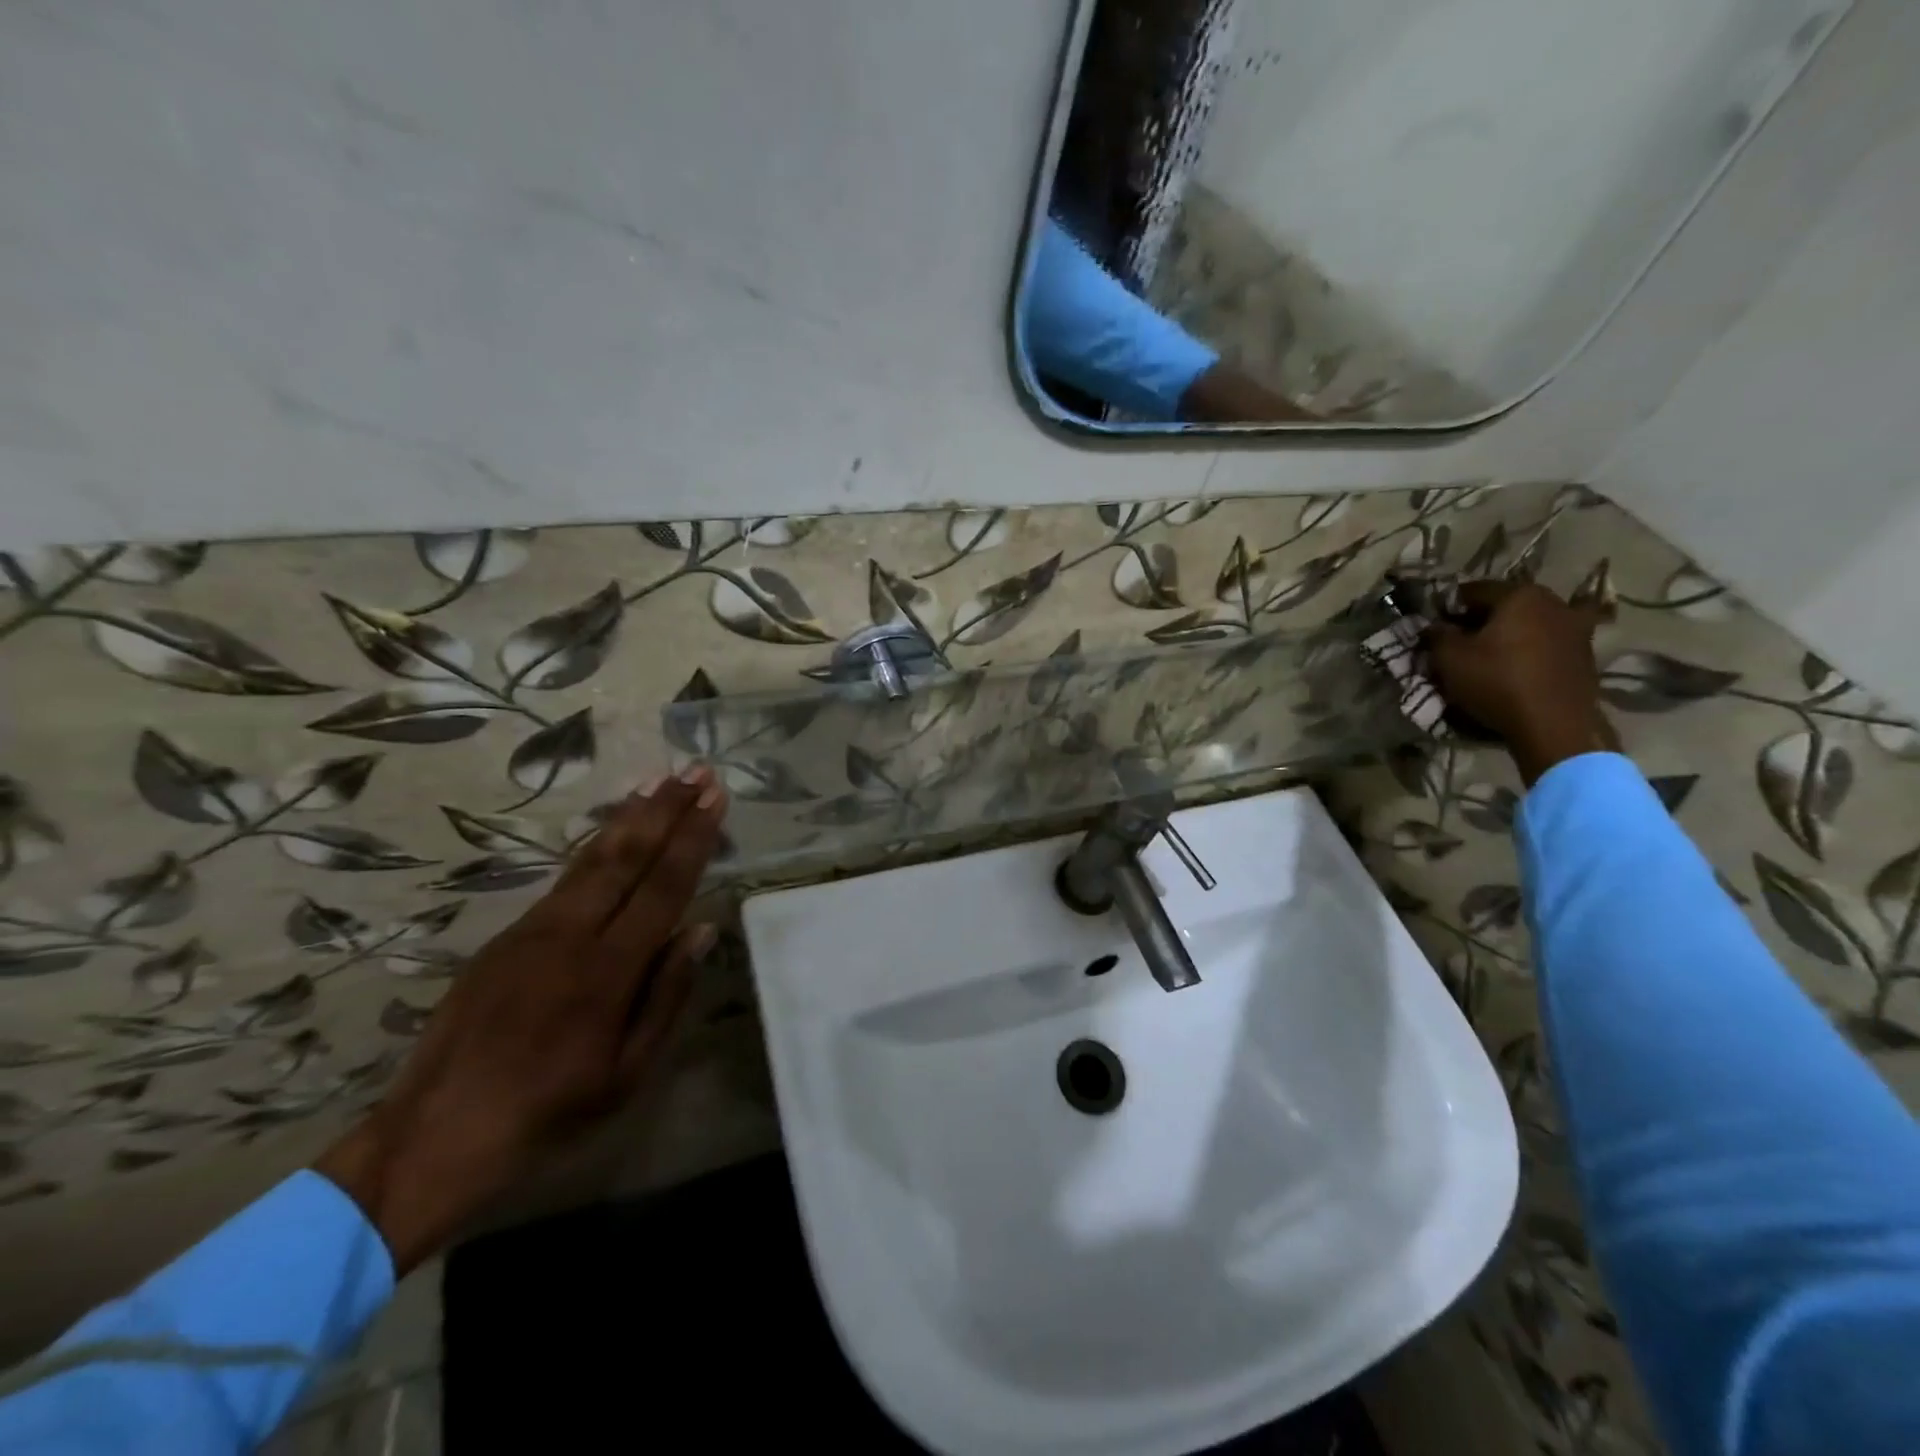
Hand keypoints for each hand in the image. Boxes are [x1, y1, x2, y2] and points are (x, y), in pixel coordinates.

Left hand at [314, 769, 726, 1272]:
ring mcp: (531, 932)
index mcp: (607, 972)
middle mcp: (570, 937)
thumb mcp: (626, 1074)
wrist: (433, 1138)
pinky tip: (612, 832)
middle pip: (626, 857)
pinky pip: (563, 880)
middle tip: (695, 771)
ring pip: (590, 859)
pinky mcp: (505, 938)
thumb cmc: (548, 1114)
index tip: (714, 798)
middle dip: (665, 809)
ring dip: (629, 816)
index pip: (663, 888)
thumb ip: (666, 996)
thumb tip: (700, 930)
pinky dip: (595, 845)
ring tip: (658, 780)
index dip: (693, 839)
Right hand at [1425, 581, 1619, 784]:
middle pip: (1505, 605)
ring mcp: (1576, 627)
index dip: (1447, 606)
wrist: (1555, 724)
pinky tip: (1513, 668)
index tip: (1433, 625)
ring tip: (1486, 657)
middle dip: (1479, 620)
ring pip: (1528, 624)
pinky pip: (1546, 644)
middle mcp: (1553, 602)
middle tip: (1457, 641)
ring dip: (1506, 635)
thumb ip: (1437, 635)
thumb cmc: (1497, 682)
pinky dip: (1527, 650)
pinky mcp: (1585, 654)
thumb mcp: (1449, 658)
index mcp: (1520, 595)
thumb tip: (1434, 626)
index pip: (1473, 591)